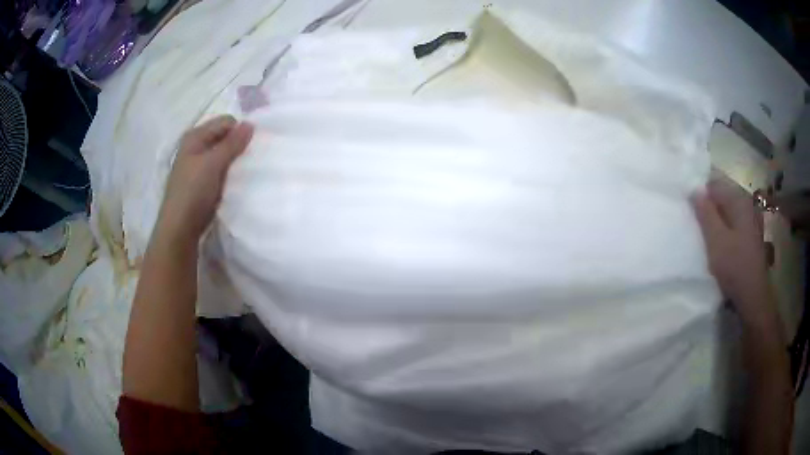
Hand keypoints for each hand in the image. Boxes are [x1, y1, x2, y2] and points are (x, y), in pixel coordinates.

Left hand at [158, 115, 253, 241]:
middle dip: (238, 145)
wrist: (180, 229)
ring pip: (222, 155)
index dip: (239, 131)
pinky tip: (235, 183)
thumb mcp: (213, 163)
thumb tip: (250, 124)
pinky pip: (219, 170)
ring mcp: (197, 166)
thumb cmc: (193, 192)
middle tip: (250, 159)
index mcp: (194, 137)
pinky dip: (228, 173)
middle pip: (223, 137)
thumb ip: (232, 143)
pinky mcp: (201, 183)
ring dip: (234, 161)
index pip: (225, 122)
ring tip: (244, 172)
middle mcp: (194, 147)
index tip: (252, 146)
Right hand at [692, 175, 772, 323]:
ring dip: (715, 218)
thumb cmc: (735, 267)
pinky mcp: (751, 235)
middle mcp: (747, 204)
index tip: (688, 205)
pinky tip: (717, 242)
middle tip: (694, 221)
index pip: (715, 183)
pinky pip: (733, 222)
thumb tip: (694, 190)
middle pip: (722, 195)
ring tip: (704, 233)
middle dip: (708, 205)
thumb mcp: (716, 240)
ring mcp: (751, 220)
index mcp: (740, 200)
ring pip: (728, 210)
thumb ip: (705, 213)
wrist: (753, 297)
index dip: (700, 191)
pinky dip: (723, 228)